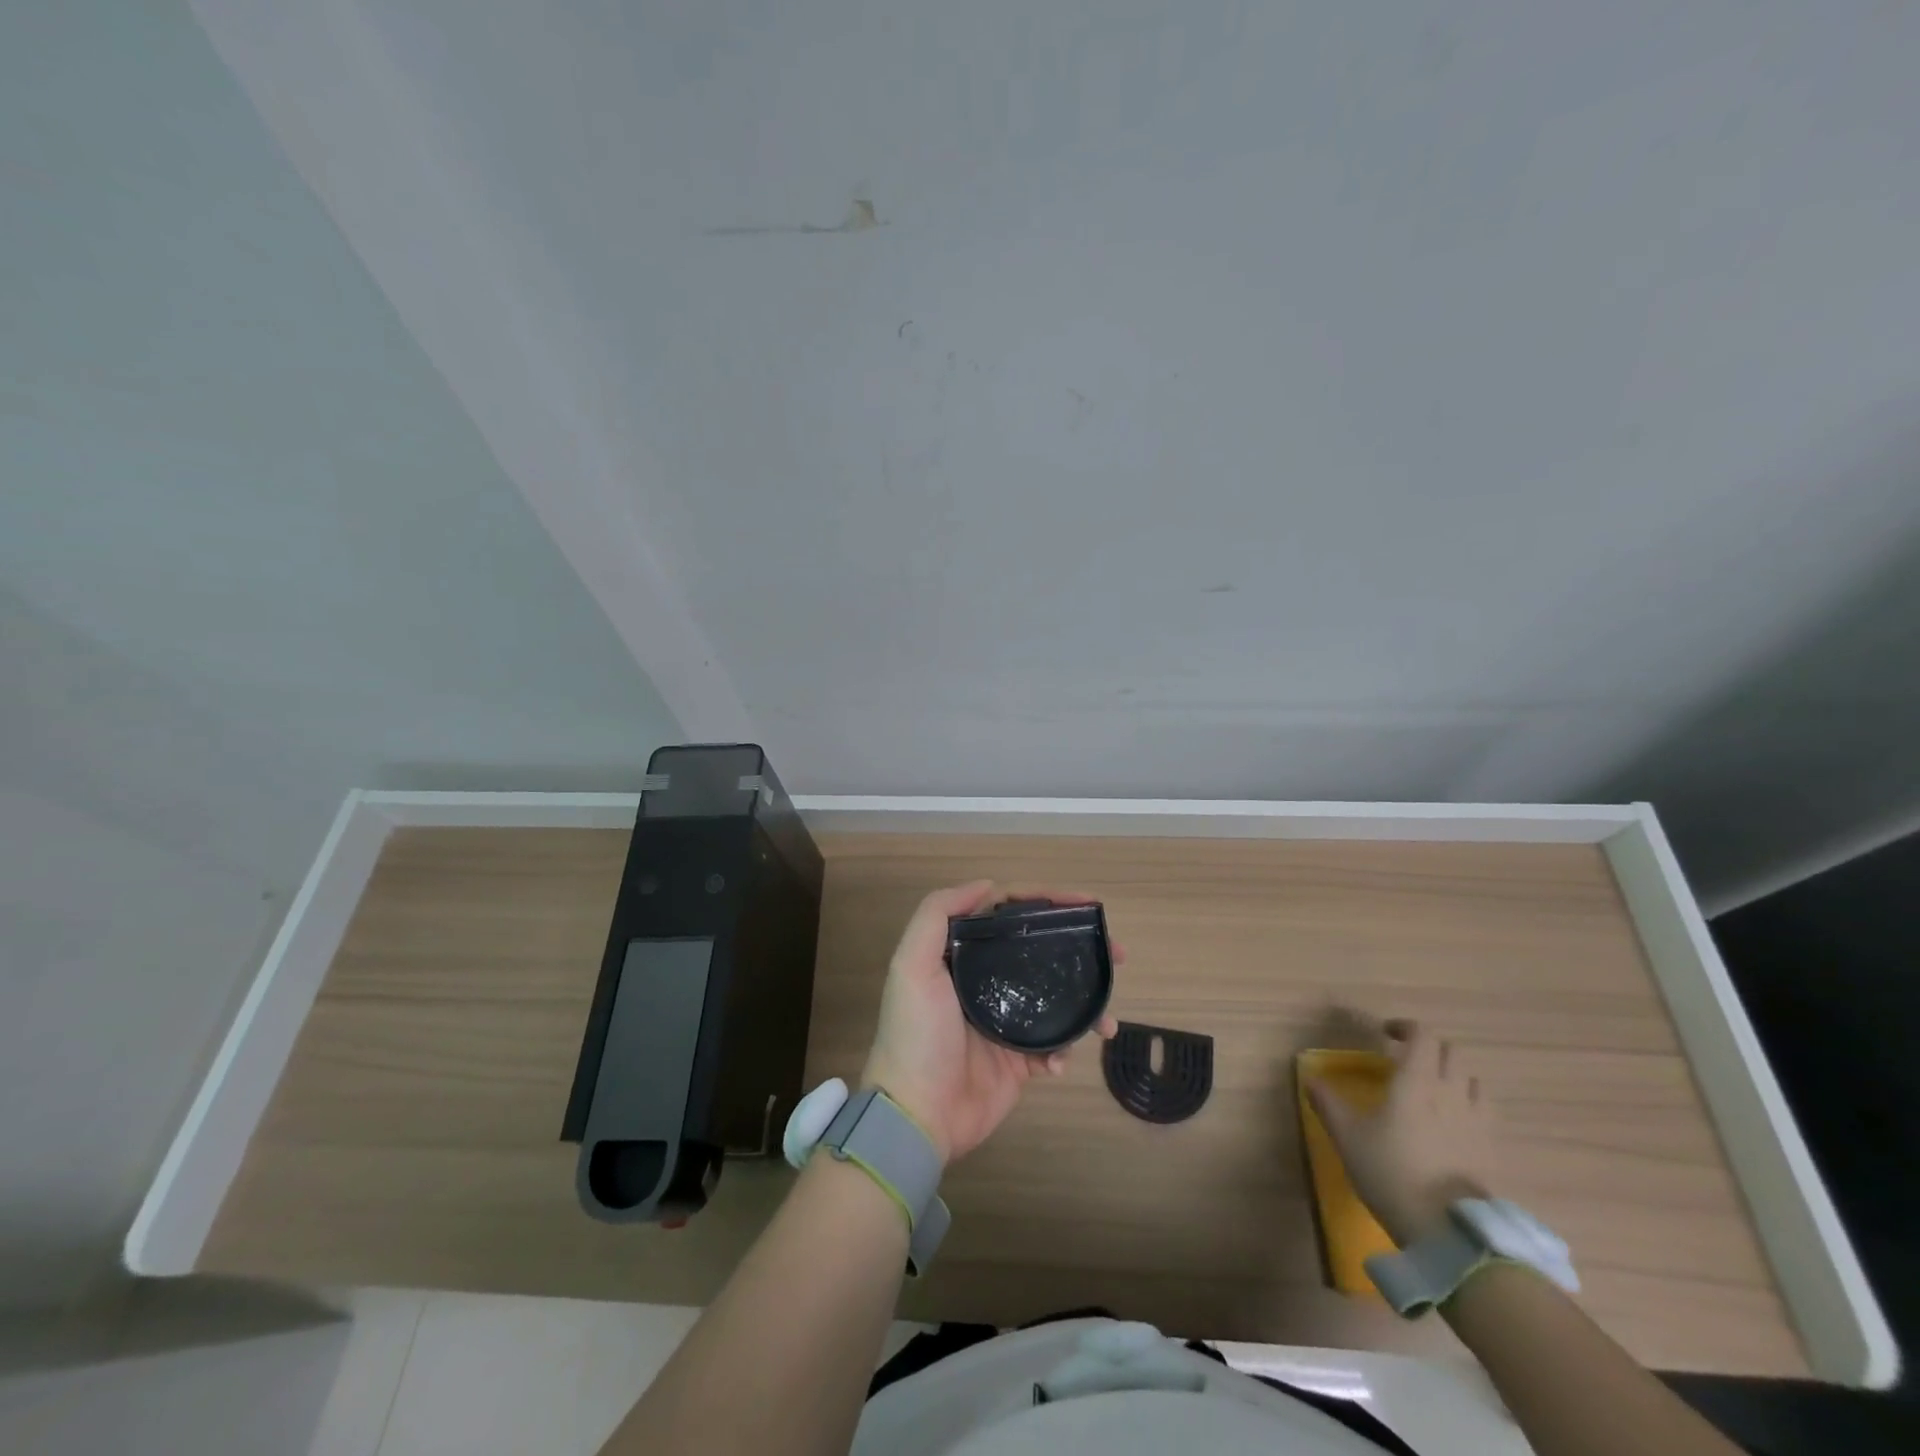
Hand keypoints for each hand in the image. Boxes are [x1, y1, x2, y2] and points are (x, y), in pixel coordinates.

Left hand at [861, 881, 1120, 1164]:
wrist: (918, 1116)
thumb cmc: (917, 1035)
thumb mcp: (912, 966)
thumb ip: (937, 915)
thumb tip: (987, 884)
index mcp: (963, 956)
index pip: (1010, 914)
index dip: (1046, 901)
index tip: (1085, 903)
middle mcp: (986, 981)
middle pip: (1040, 950)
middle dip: (1079, 947)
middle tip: (1116, 952)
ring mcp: (1006, 1020)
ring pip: (1056, 996)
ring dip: (1086, 1000)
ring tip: (1107, 1017)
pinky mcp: (1019, 1060)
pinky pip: (1054, 1044)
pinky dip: (1066, 1047)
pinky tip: (1063, 1058)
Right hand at [1307, 1019, 1496, 1245]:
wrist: (1449, 1231)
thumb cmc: (1390, 1172)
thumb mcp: (1347, 1136)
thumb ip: (1328, 1102)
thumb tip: (1311, 1078)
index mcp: (1416, 1080)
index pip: (1422, 1036)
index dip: (1405, 1028)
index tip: (1385, 1034)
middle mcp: (1451, 1091)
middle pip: (1450, 1053)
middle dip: (1429, 1049)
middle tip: (1405, 1061)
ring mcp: (1478, 1120)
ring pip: (1472, 1080)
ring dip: (1453, 1076)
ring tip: (1433, 1091)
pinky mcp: (1494, 1149)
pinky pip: (1485, 1111)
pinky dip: (1470, 1105)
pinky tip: (1454, 1123)